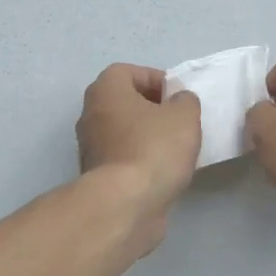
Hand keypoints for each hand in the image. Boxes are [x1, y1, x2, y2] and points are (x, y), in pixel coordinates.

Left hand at [76, 63, 201, 249]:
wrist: (126, 204)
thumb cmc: (154, 148)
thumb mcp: (184, 115)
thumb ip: (185, 100)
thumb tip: (178, 101)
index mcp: (105, 90)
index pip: (129, 72)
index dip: (156, 79)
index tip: (177, 97)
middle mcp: (91, 114)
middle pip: (125, 102)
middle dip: (153, 109)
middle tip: (179, 121)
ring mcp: (90, 147)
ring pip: (124, 131)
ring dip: (147, 136)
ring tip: (176, 149)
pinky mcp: (97, 176)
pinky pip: (123, 157)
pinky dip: (141, 160)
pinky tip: (163, 172)